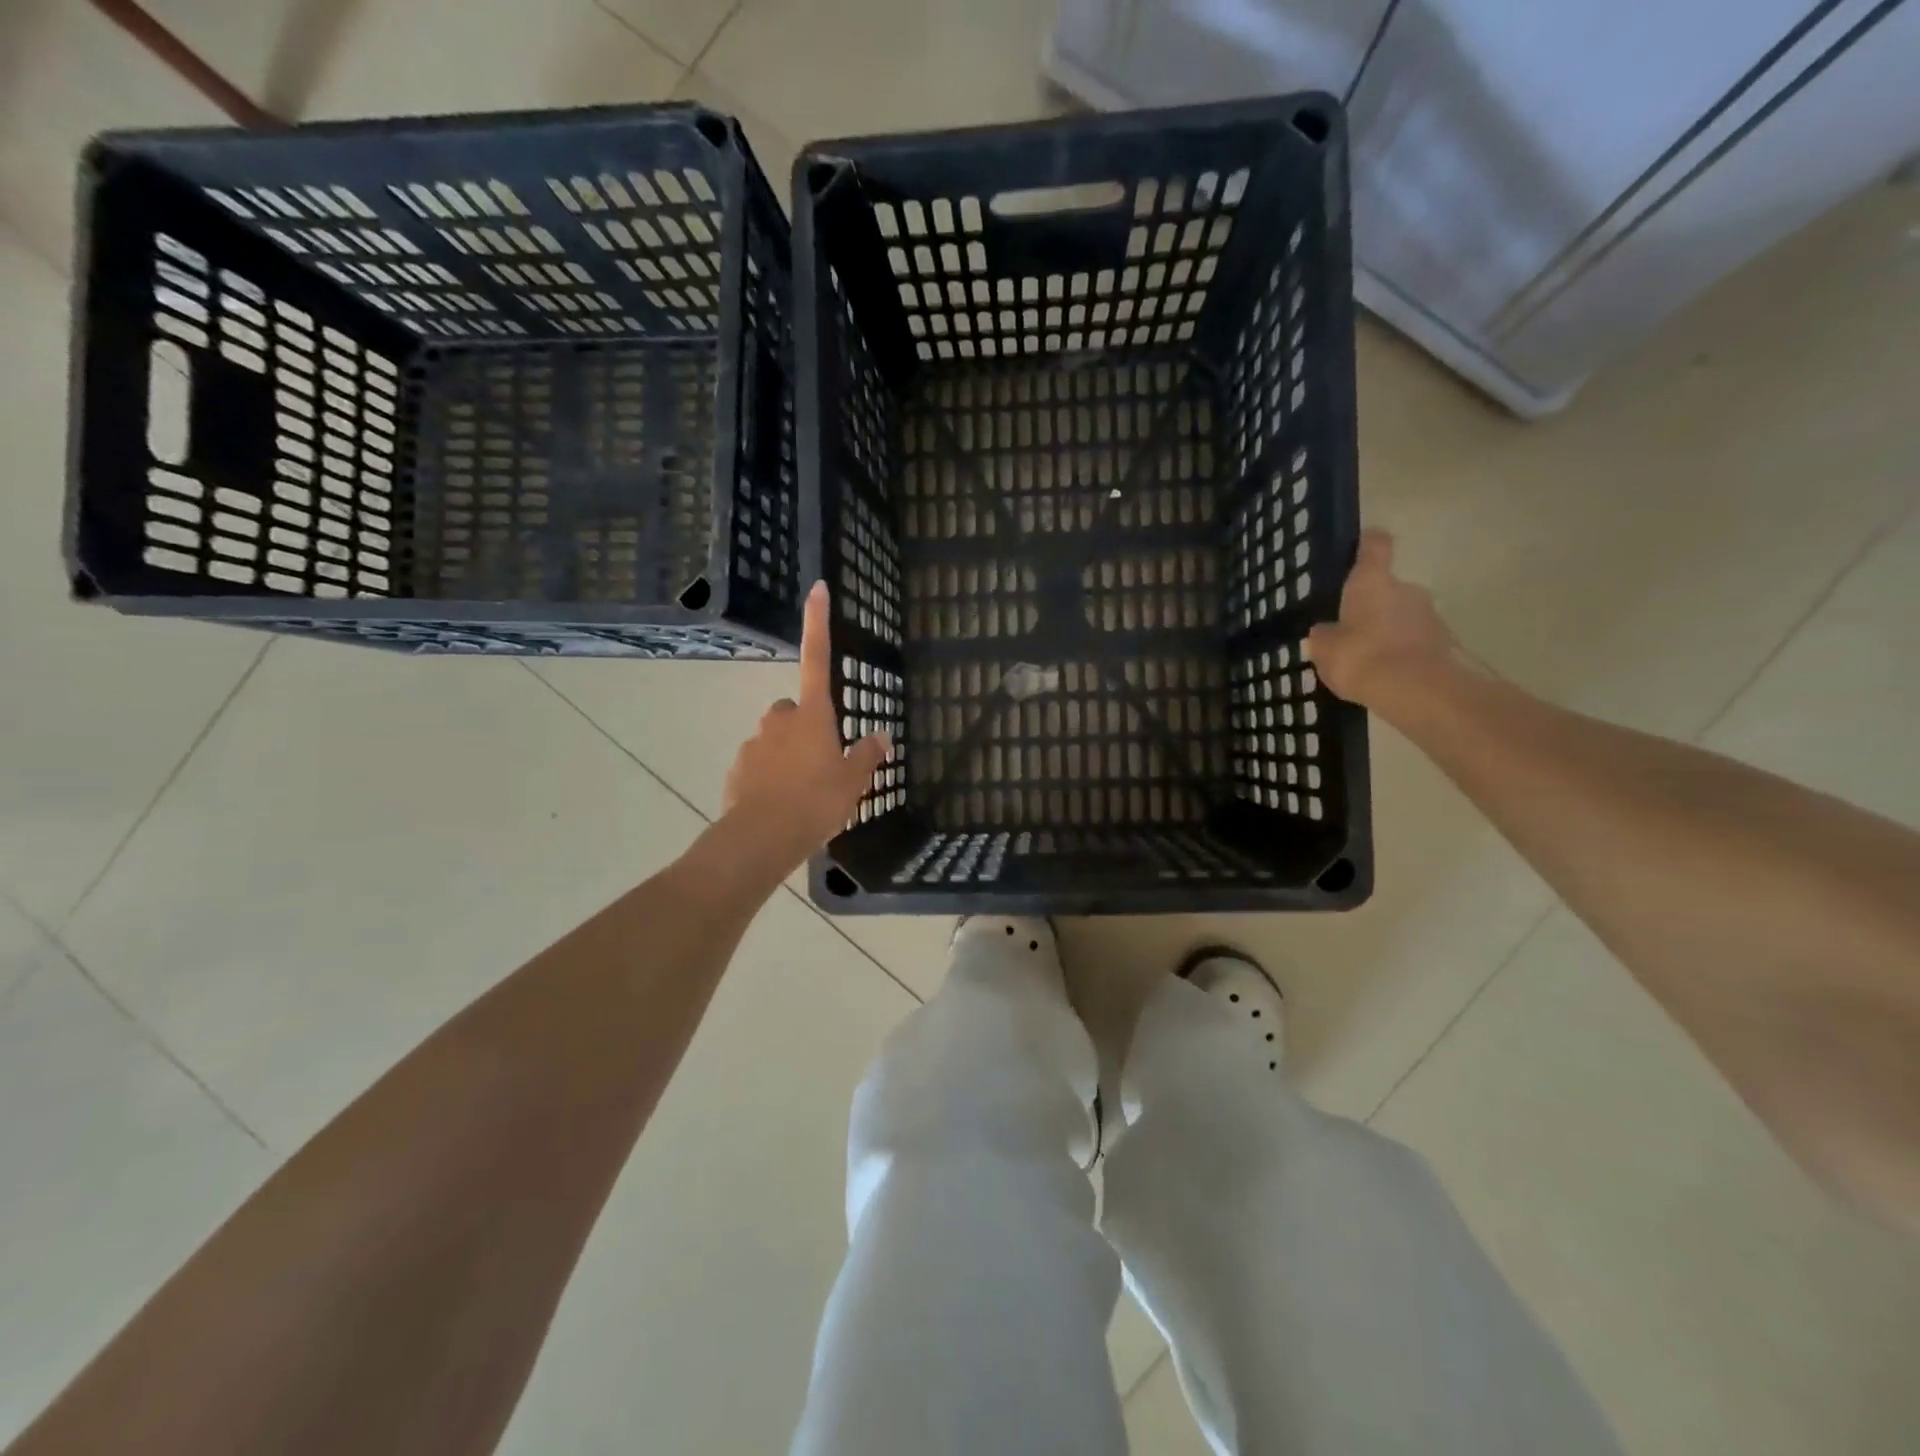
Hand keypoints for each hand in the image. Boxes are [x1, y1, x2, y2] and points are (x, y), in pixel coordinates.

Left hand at [722, 581, 890, 868]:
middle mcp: (779, 719)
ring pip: (776, 740)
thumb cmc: (816, 802)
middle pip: (795, 710)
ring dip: (788, 755)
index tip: (817, 587)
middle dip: (805, 726)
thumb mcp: (853, 781)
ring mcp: (754, 744)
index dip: (818, 622)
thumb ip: (867, 755)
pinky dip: (770, 777)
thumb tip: (881, 736)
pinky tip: (782, 804)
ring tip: (804, 791)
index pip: (817, 658)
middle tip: (823, 760)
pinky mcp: (737, 769)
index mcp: (812, 715)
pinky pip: (759, 765)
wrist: (762, 838)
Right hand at [1306, 531, 1458, 711]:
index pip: (1374, 545)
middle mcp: (1406, 588)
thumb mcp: (1325, 649)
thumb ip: (1325, 635)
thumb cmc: (1362, 657)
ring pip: (1402, 616)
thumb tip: (1328, 630)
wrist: (1418, 692)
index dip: (1365, 544)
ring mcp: (1430, 615)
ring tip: (1367, 658)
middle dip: (1371, 606)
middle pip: (1387, 587)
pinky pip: (1415, 641)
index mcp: (1373, 582)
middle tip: (1350, 629)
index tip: (1357, 549)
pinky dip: (1402, 652)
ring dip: (1387, 631)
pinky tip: (1386, 675)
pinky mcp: (1445, 643)